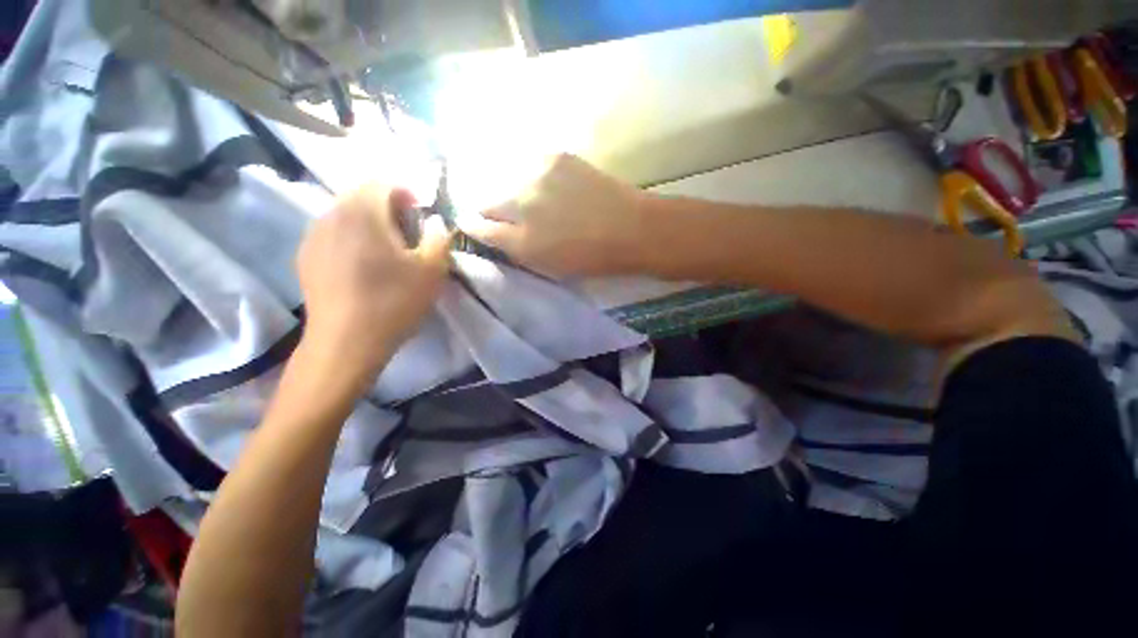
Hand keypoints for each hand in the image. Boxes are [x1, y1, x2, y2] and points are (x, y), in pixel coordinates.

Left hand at [296, 185, 451, 380]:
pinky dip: (351, 238)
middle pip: (361, 196)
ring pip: (345, 214)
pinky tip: (363, 265)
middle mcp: (332, 215)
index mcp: (363, 213)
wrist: (346, 342)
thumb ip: (438, 238)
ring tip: (386, 251)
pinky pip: (332, 233)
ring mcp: (314, 236)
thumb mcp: (432, 270)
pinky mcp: (306, 257)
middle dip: (388, 208)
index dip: (406, 194)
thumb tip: (435, 223)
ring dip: (369, 223)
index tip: (421, 216)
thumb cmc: (394, 302)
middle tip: (407, 234)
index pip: (383, 183)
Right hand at [457, 154, 651, 276]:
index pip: (480, 229)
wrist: (632, 228)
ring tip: (534, 201)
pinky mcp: (555, 157)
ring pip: (507, 181)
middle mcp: (522, 205)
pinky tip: (549, 186)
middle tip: (510, 217)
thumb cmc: (592, 258)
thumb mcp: (549, 267)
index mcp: (522, 242)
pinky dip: (533, 177)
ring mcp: (537, 176)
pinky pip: (530, 166)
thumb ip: (516, 250)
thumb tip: (495, 233)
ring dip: (513, 192)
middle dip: (493, 211)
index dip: (476, 228)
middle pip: (487, 201)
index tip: (478, 227)